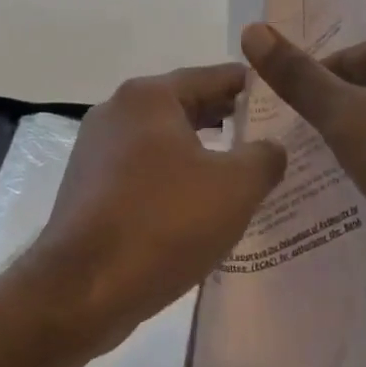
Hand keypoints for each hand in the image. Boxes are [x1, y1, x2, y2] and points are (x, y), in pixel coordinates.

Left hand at [28, 64, 287, 344]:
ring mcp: (95, 150)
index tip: (282, 98)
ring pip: (162, 141)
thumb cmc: (162, 222)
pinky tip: (197, 206)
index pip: (212, 77)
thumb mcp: (234, 188)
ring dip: (199, 153)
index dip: (250, 88)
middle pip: (183, 106)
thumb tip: (271, 147)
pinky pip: (142, 171)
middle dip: (226, 120)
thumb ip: (264, 158)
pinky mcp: (87, 188)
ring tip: (240, 173)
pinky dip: (172, 178)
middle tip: (269, 136)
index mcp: (148, 97)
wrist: (82, 289)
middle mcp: (116, 112)